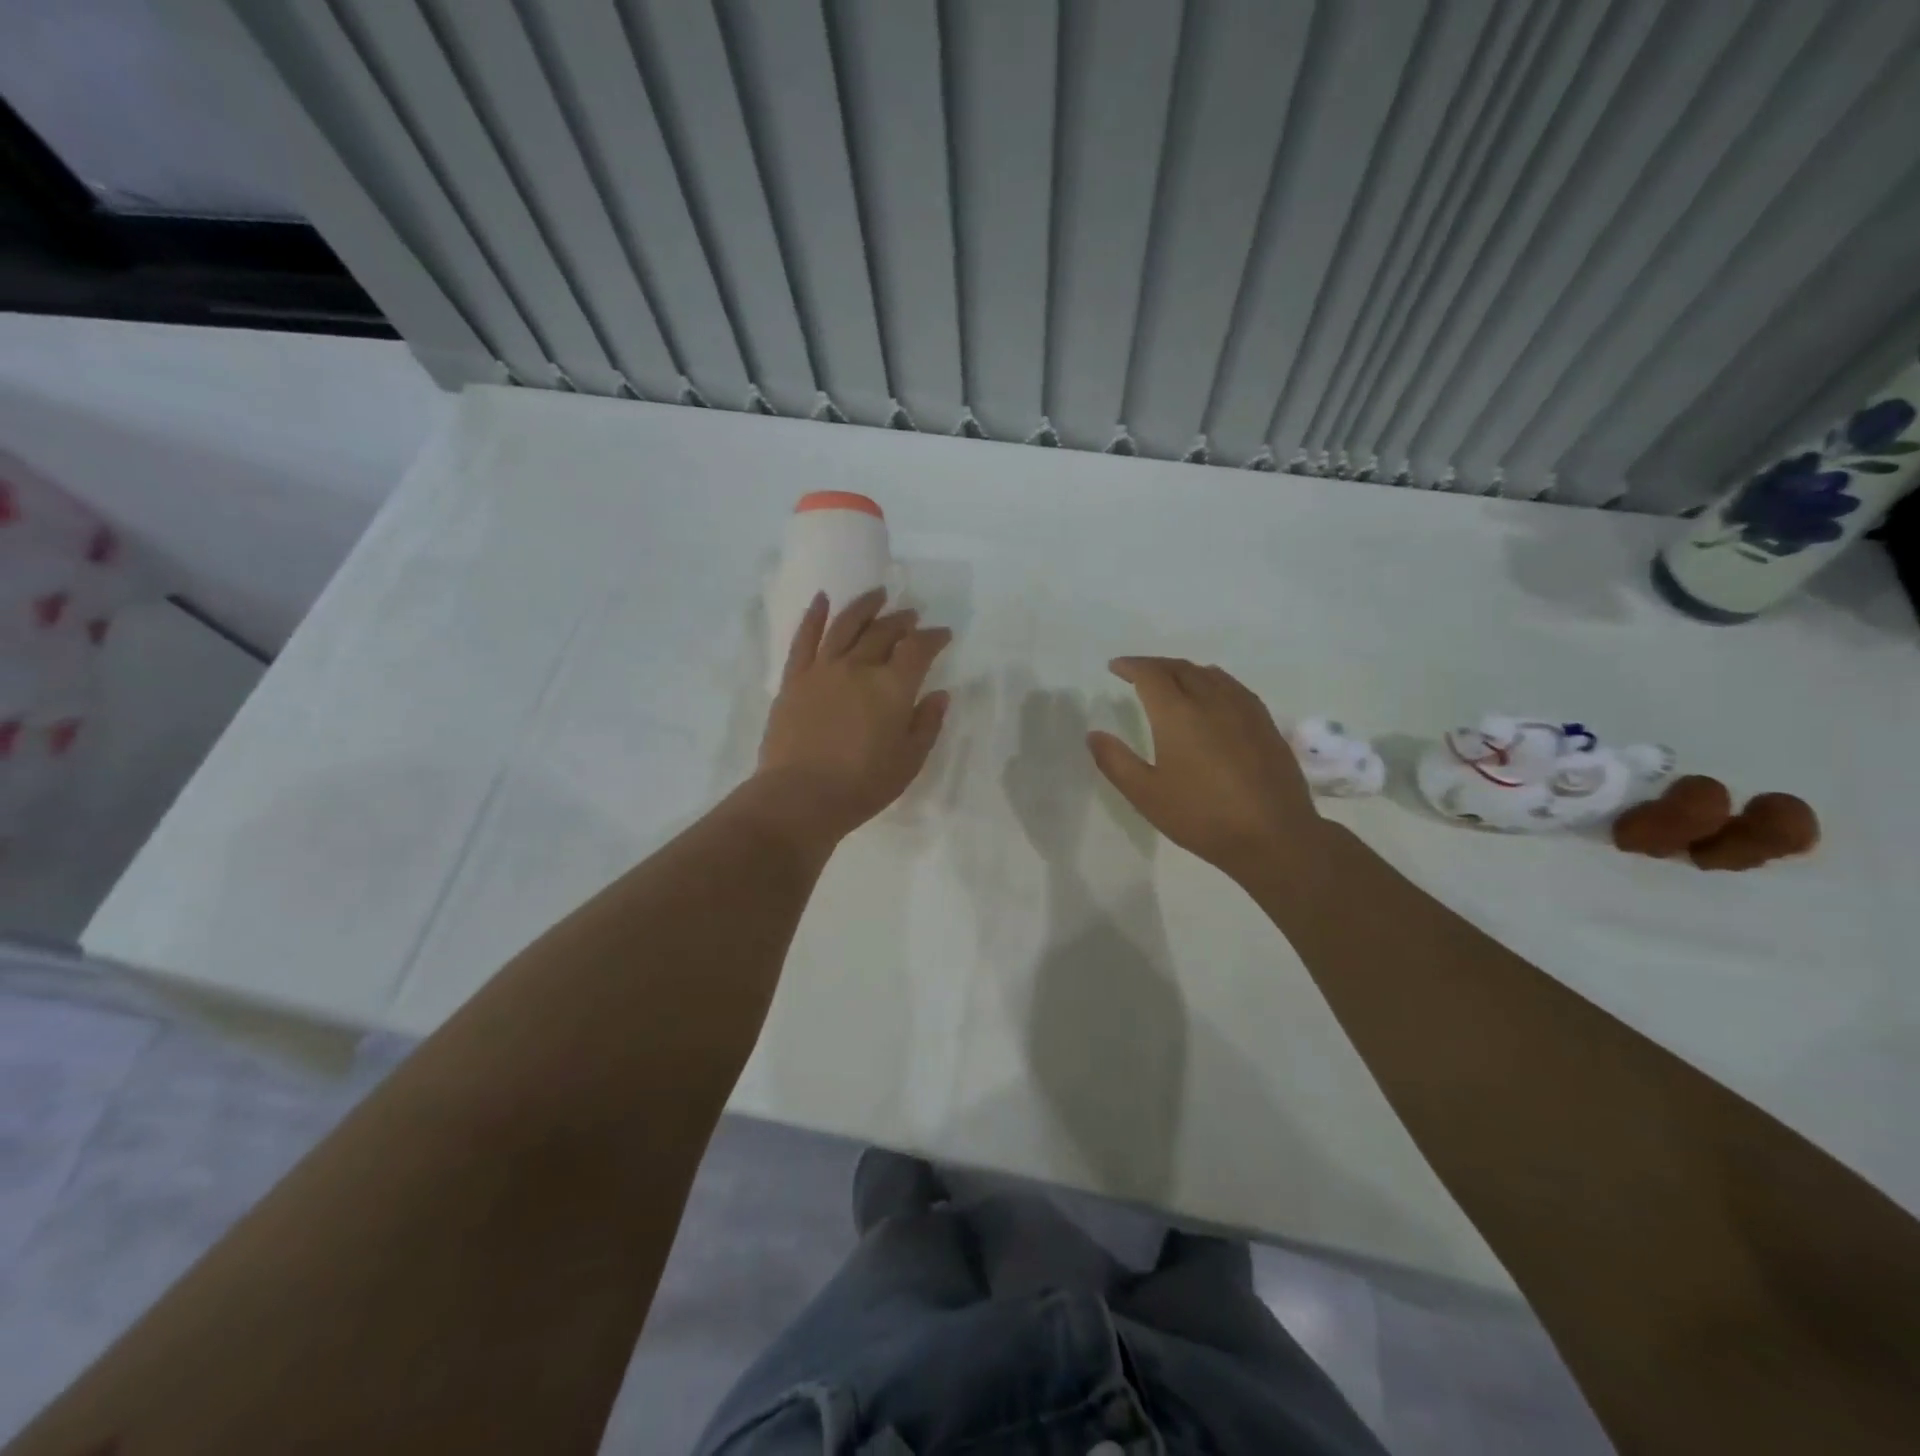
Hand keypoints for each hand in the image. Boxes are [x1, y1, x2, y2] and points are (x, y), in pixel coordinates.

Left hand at [754, 588, 951, 846]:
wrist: (800, 797)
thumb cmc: (862, 785)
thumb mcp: (909, 761)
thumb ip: (927, 724)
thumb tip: (939, 694)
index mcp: (892, 687)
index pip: (918, 649)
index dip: (933, 637)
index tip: (943, 634)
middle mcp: (859, 667)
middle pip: (884, 632)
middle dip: (902, 621)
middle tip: (912, 616)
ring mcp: (823, 669)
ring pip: (846, 625)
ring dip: (865, 607)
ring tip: (878, 595)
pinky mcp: (794, 678)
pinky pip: (805, 638)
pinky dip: (814, 615)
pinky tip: (822, 599)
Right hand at [1086, 657, 1319, 880]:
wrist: (1273, 835)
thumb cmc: (1202, 816)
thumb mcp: (1146, 795)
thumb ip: (1116, 761)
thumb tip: (1094, 735)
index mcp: (1177, 713)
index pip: (1150, 674)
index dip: (1130, 666)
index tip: (1115, 667)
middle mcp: (1211, 700)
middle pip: (1180, 668)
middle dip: (1155, 665)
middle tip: (1138, 672)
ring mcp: (1243, 709)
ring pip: (1209, 674)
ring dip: (1184, 670)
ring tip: (1171, 680)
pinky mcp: (1264, 722)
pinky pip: (1233, 687)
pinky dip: (1212, 681)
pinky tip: (1213, 697)